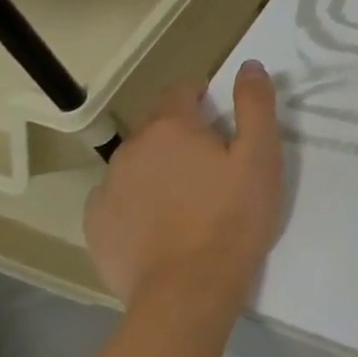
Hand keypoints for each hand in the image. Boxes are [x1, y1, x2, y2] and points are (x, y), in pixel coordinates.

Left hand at [84, 62, 284, 310]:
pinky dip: (138, 202)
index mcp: (171, 127)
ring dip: (160, 168)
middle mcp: (130, 149)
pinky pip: (119, 199)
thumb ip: (255, 104)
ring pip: (138, 163)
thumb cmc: (233, 216)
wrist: (188, 291)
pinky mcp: (96, 226)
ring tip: (189, 199)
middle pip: (159, 128)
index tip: (223, 120)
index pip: (181, 91)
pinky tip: (162, 225)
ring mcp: (107, 189)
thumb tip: (249, 65)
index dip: (203, 97)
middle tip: (215, 166)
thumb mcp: (261, 154)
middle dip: (183, 136)